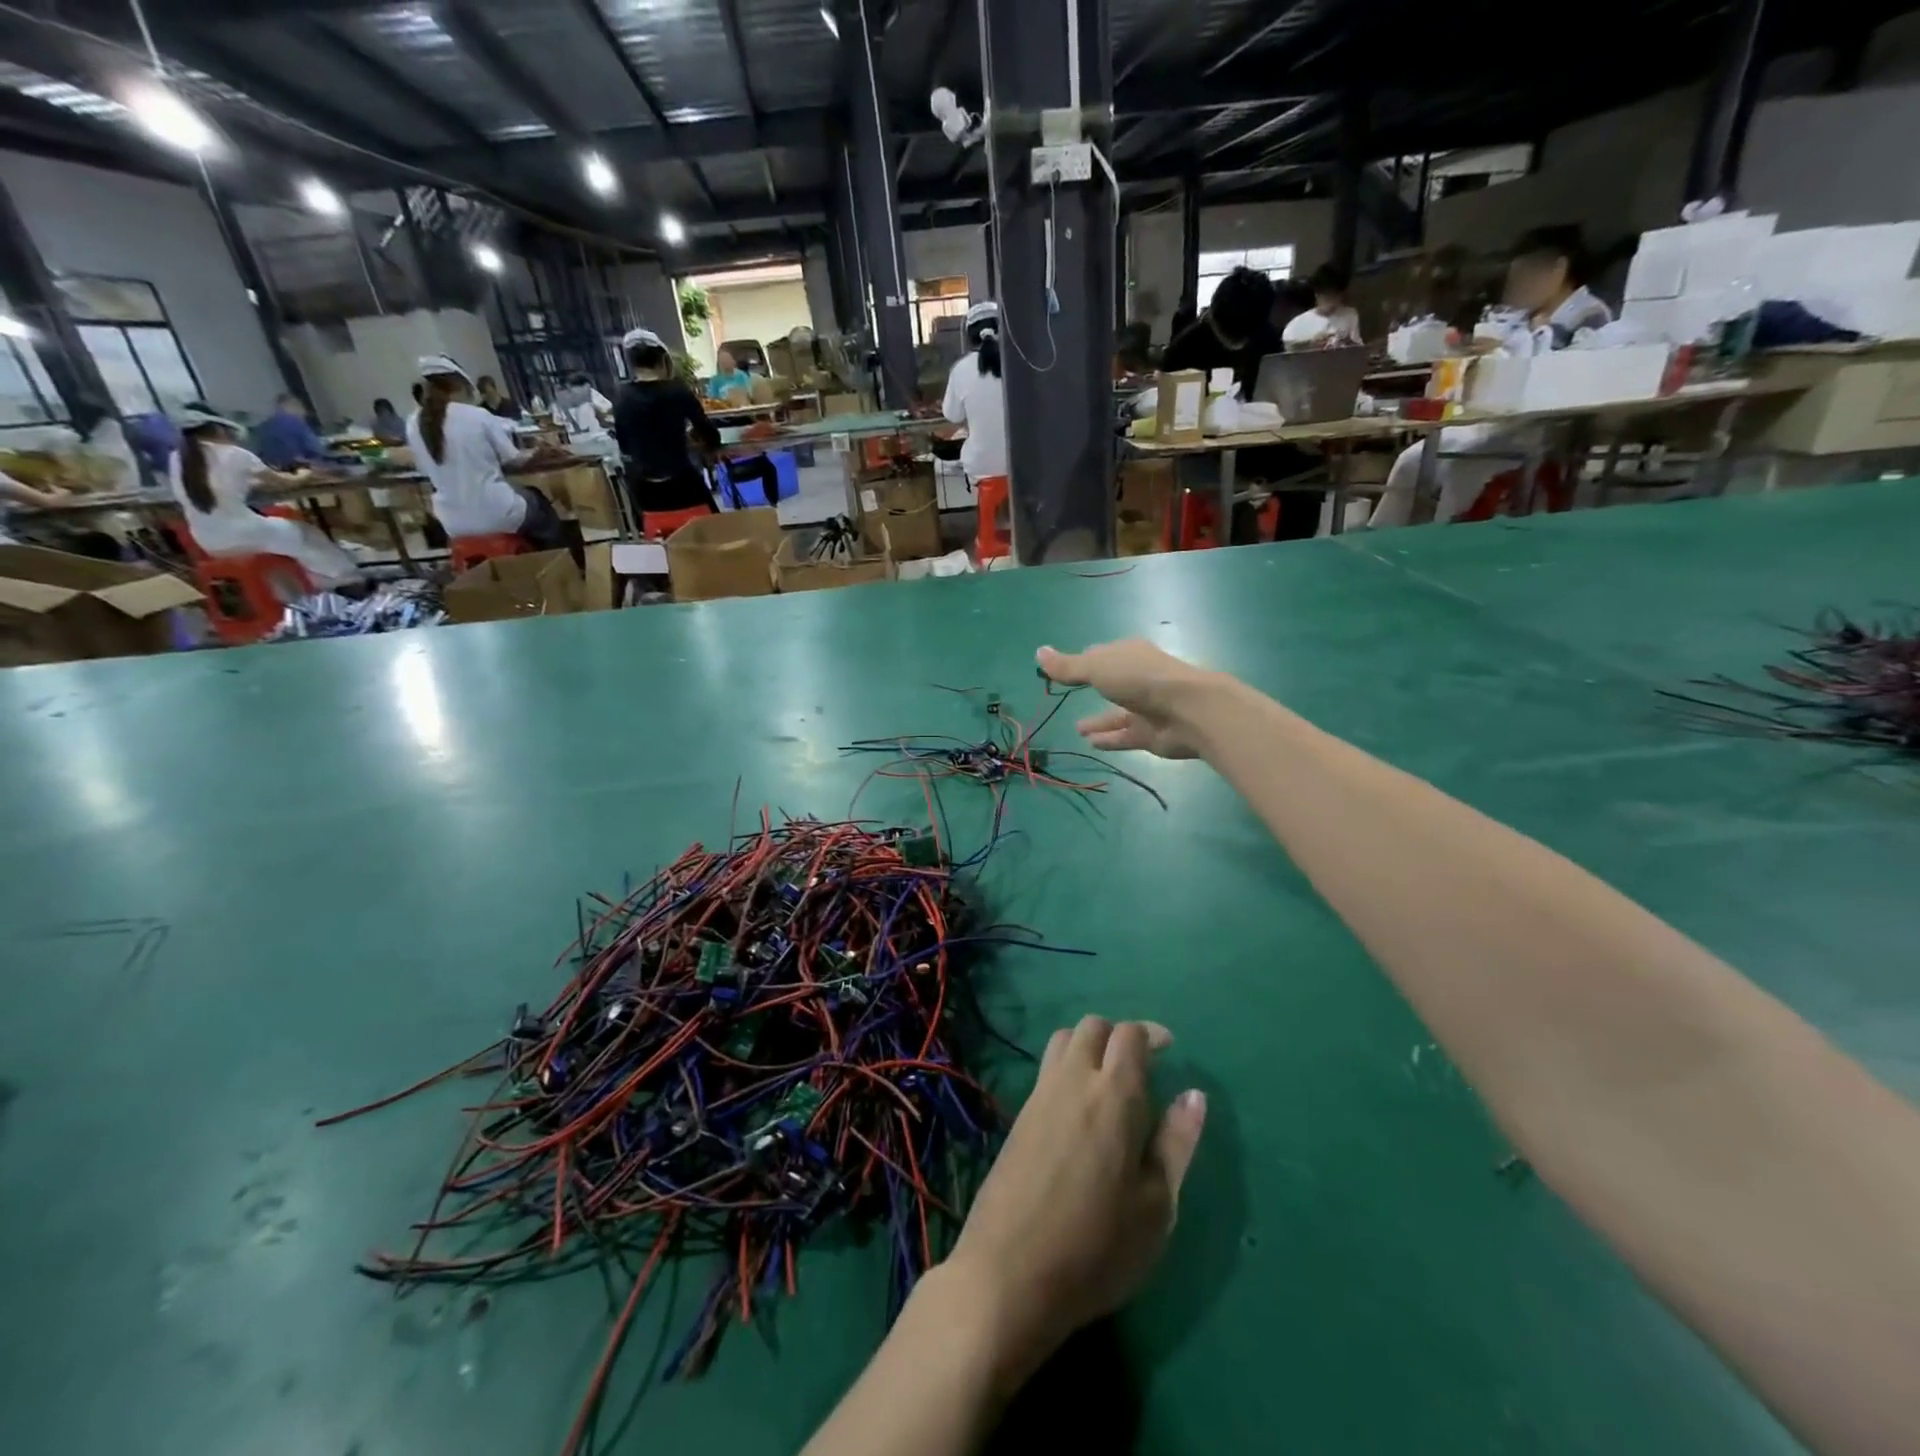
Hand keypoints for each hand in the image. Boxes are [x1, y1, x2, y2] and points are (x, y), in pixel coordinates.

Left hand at [944, 1018, 1205, 1377]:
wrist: (1010, 1271)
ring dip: (1089, 1045)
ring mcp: (1040, 1094)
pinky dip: (1067, 1067)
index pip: (1130, 1035)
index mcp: (1114, 1095)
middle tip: (1141, 1065)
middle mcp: (1073, 1080)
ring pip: (1064, 1040)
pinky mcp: (1019, 1115)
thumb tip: (1194, 1095)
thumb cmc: (1097, 1247)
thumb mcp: (1156, 1207)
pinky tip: (1079, 1108)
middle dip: (1119, 1034)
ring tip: (1109, 1080)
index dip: (1151, 1034)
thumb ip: (1176, 1144)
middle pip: (1093, 1027)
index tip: (1168, 1048)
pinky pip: (1046, 1068)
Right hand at [1037, 641, 1215, 759]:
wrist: (1188, 711)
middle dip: (1092, 688)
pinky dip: (1109, 738)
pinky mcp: (1151, 733)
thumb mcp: (1097, 667)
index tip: (1064, 670)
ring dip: (1099, 720)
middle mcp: (1138, 678)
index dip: (1082, 661)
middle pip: (1111, 683)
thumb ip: (1067, 666)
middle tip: (1069, 696)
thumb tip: (1038, 652)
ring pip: (1117, 714)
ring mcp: (1146, 707)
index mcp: (1128, 654)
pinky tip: (1090, 743)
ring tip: (1077, 729)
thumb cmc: (1140, 680)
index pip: (1101, 654)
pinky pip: (1124, 736)